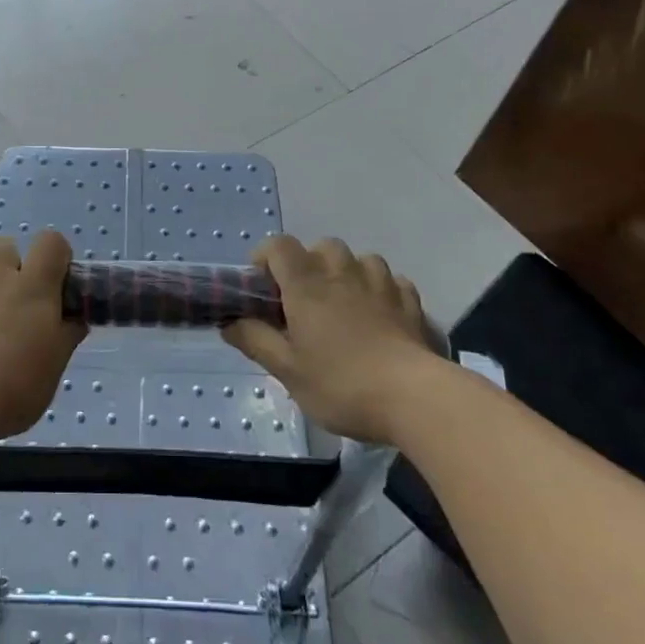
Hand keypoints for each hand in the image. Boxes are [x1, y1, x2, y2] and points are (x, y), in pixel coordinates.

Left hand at [0, 231, 87, 440]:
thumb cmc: (17, 382)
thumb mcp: (55, 366)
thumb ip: (65, 337)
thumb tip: (74, 320)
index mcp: (33, 287)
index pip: (51, 244)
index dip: (56, 254)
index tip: (59, 280)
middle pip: (1, 244)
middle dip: (9, 259)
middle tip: (15, 294)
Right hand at [222, 235, 435, 442]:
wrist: (415, 399)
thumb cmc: (341, 383)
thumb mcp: (287, 370)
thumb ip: (255, 341)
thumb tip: (229, 323)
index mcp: (306, 284)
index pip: (278, 245)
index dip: (266, 257)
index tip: (263, 286)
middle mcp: (342, 272)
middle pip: (321, 246)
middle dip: (309, 265)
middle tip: (304, 301)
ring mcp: (381, 283)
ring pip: (359, 259)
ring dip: (347, 273)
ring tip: (344, 305)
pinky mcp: (410, 301)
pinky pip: (391, 281)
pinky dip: (380, 290)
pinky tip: (379, 315)